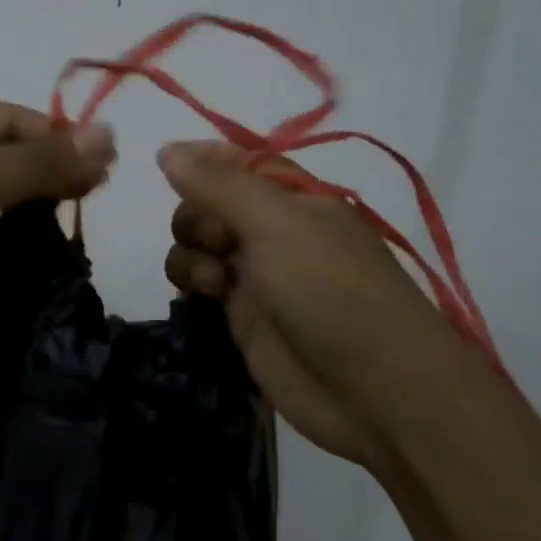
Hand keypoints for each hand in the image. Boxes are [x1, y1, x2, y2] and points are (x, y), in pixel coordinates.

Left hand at [0, 102, 114, 368]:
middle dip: (49, 172)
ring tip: (76, 221)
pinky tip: (45, 247)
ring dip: (33, 206)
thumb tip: (109, 135)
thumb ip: (41, 162)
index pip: (10, 118)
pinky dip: (13, 235)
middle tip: (96, 195)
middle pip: (5, 155)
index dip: (57, 137)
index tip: (104, 165)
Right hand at [158, 141, 482, 465]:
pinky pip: (199, 286)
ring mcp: (257, 276)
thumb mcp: (278, 225)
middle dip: (197, 216)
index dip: (203, 159)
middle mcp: (275, 232)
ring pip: (198, 245)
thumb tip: (167, 149)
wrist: (374, 391)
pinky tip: (202, 297)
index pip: (239, 162)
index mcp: (296, 199)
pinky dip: (190, 285)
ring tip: (213, 282)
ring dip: (191, 254)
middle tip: (218, 242)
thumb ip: (219, 185)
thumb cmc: (332, 292)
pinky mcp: (243, 318)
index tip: (169, 164)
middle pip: (209, 204)